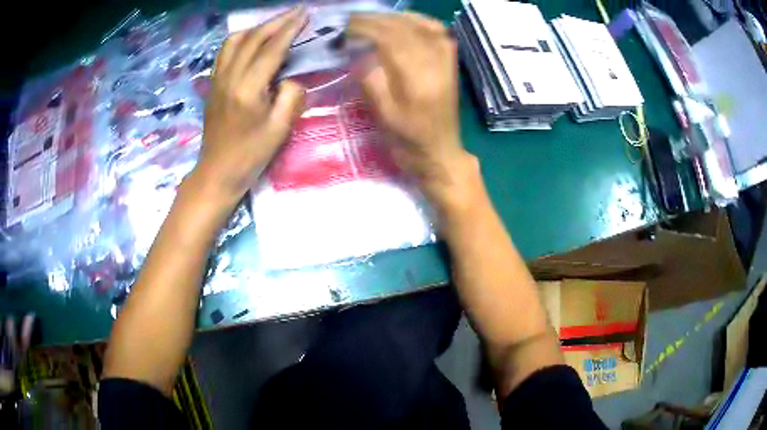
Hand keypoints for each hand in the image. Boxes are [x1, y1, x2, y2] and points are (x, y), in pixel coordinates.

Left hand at [192, 7, 307, 204]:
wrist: (217, 172)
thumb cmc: (250, 155)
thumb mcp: (279, 130)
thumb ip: (291, 97)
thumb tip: (291, 78)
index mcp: (247, 89)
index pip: (271, 49)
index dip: (290, 29)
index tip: (304, 14)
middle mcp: (229, 77)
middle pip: (253, 39)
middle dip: (276, 22)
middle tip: (296, 12)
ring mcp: (217, 80)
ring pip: (234, 41)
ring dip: (256, 28)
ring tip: (274, 25)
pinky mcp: (213, 85)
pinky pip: (224, 53)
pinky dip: (240, 40)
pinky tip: (250, 41)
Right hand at [348, 13, 476, 212]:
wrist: (440, 152)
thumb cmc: (408, 139)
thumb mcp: (383, 114)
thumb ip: (371, 79)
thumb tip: (361, 51)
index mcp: (417, 77)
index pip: (389, 37)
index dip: (365, 28)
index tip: (344, 27)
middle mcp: (435, 62)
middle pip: (403, 27)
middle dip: (375, 20)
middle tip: (351, 21)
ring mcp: (446, 59)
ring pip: (420, 24)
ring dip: (393, 17)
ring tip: (371, 19)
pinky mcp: (450, 60)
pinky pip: (437, 30)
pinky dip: (418, 20)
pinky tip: (403, 21)